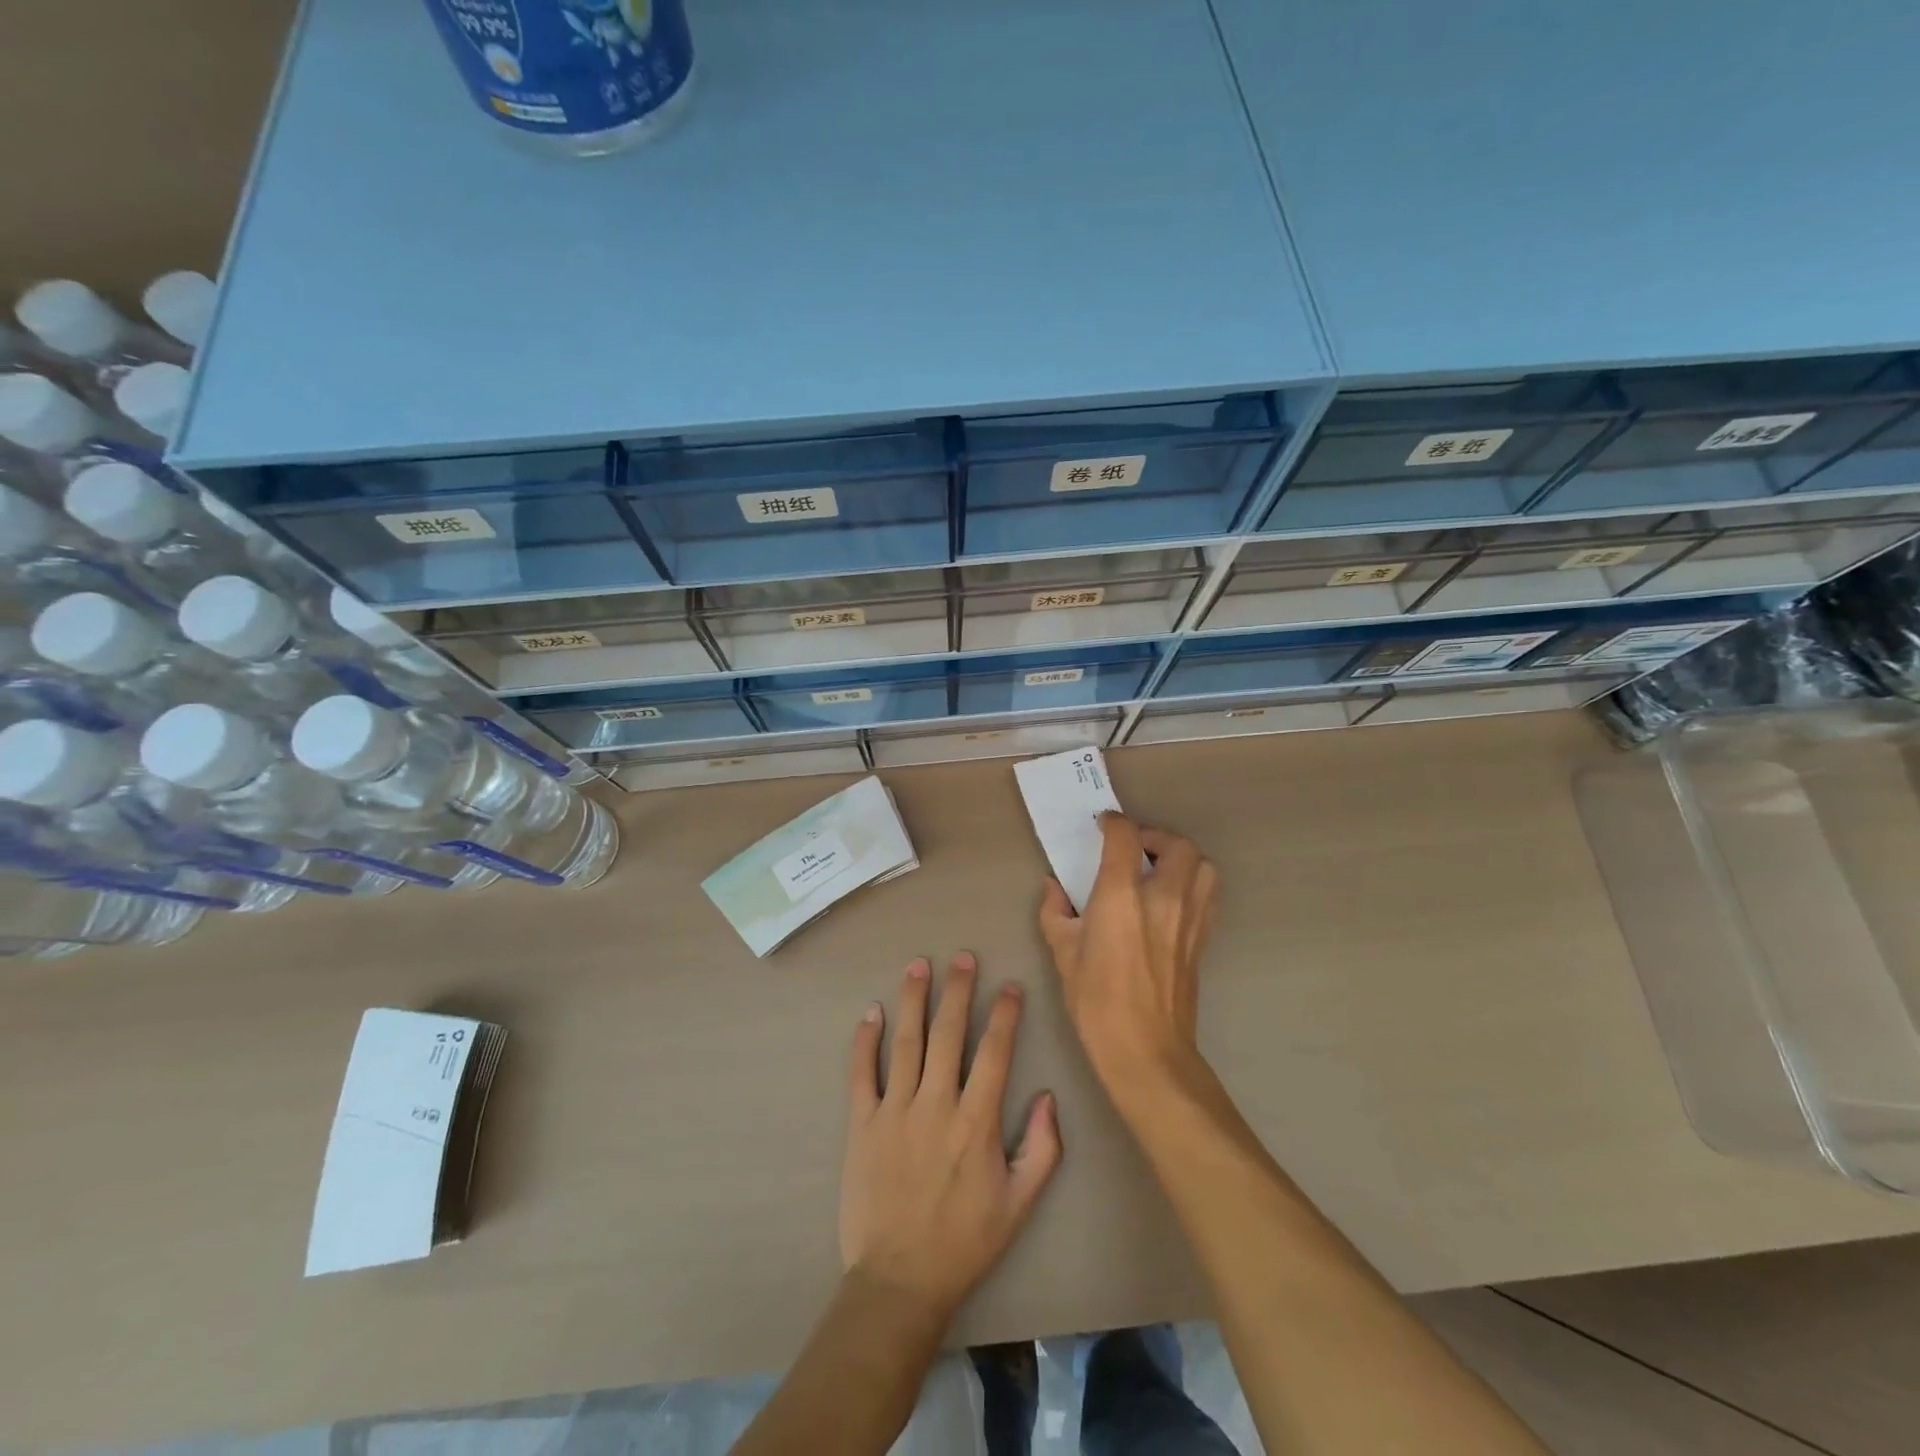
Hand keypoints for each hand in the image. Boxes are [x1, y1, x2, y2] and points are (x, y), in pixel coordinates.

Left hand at [841, 953, 1061, 1325]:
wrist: (899, 1281)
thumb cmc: (964, 1242)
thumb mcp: (1019, 1204)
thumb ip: (1043, 1149)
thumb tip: (1049, 1097)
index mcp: (976, 1122)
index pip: (994, 1052)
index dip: (1004, 1015)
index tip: (1010, 985)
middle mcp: (935, 1105)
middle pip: (948, 1034)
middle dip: (958, 991)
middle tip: (963, 957)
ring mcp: (894, 1111)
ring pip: (906, 1042)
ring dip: (913, 1000)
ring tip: (919, 966)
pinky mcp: (861, 1124)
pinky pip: (861, 1073)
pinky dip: (865, 1040)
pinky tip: (871, 1012)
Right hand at [1039, 814, 1218, 1106]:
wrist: (1146, 1051)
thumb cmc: (1096, 1002)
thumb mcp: (1063, 953)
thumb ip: (1056, 912)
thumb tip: (1054, 888)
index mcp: (1122, 896)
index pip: (1125, 837)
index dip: (1114, 823)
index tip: (1103, 825)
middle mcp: (1163, 897)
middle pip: (1177, 844)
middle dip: (1154, 836)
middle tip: (1133, 848)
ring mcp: (1190, 918)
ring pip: (1202, 865)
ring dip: (1181, 857)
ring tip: (1157, 869)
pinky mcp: (1203, 939)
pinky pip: (1208, 893)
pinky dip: (1193, 882)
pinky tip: (1171, 898)